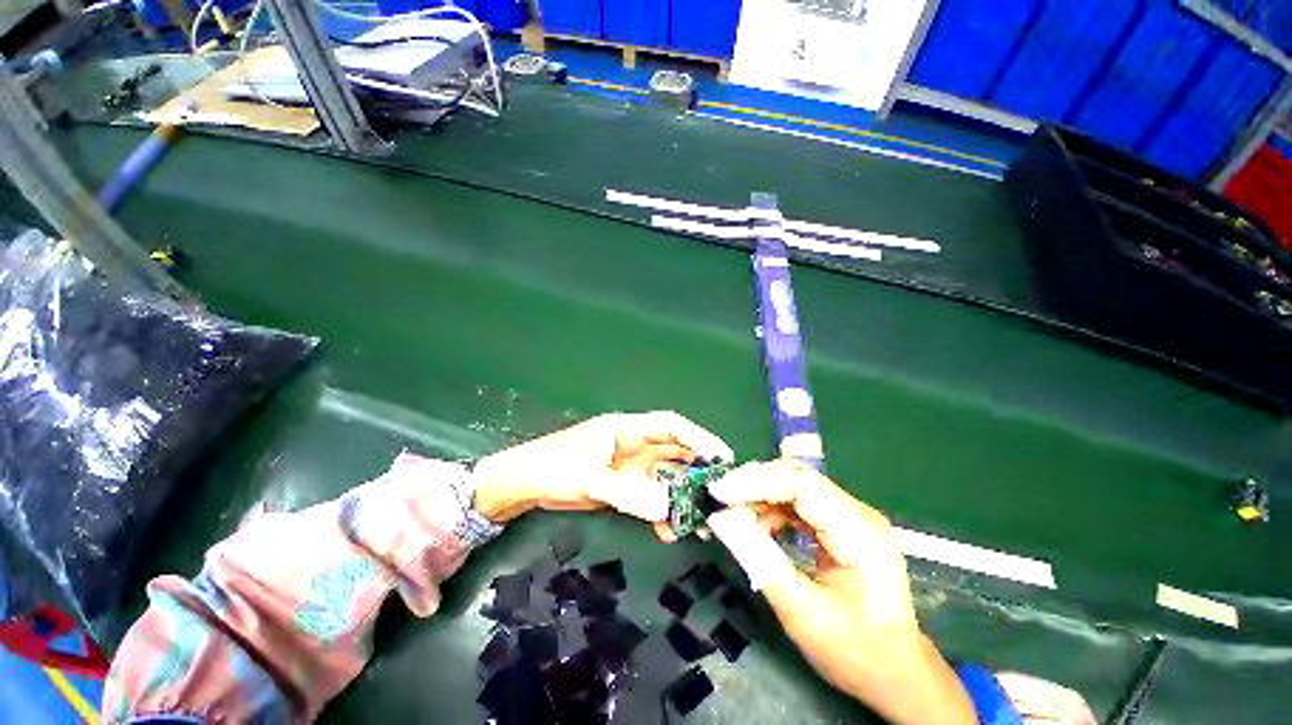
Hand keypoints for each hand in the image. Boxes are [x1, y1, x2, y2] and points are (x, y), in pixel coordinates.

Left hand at [471, 411, 732, 535]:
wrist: (525, 485)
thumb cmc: (554, 467)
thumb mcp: (589, 477)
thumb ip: (629, 494)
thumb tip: (670, 511)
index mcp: (628, 429)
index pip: (670, 425)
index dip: (699, 437)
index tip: (722, 457)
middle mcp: (635, 445)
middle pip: (674, 452)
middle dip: (697, 469)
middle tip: (720, 493)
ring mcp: (630, 467)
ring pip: (666, 477)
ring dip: (682, 495)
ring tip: (701, 520)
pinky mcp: (624, 487)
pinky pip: (651, 497)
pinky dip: (662, 511)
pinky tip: (669, 530)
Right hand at [706, 459, 975, 724]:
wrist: (895, 673)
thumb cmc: (854, 651)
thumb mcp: (801, 611)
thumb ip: (759, 560)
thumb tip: (720, 519)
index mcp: (859, 533)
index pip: (801, 485)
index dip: (756, 482)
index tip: (719, 492)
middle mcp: (858, 512)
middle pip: (797, 476)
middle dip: (754, 483)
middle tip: (720, 499)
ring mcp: (851, 514)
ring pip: (795, 484)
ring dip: (761, 493)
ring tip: (735, 514)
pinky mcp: (841, 522)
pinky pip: (799, 500)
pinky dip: (772, 506)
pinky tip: (758, 524)